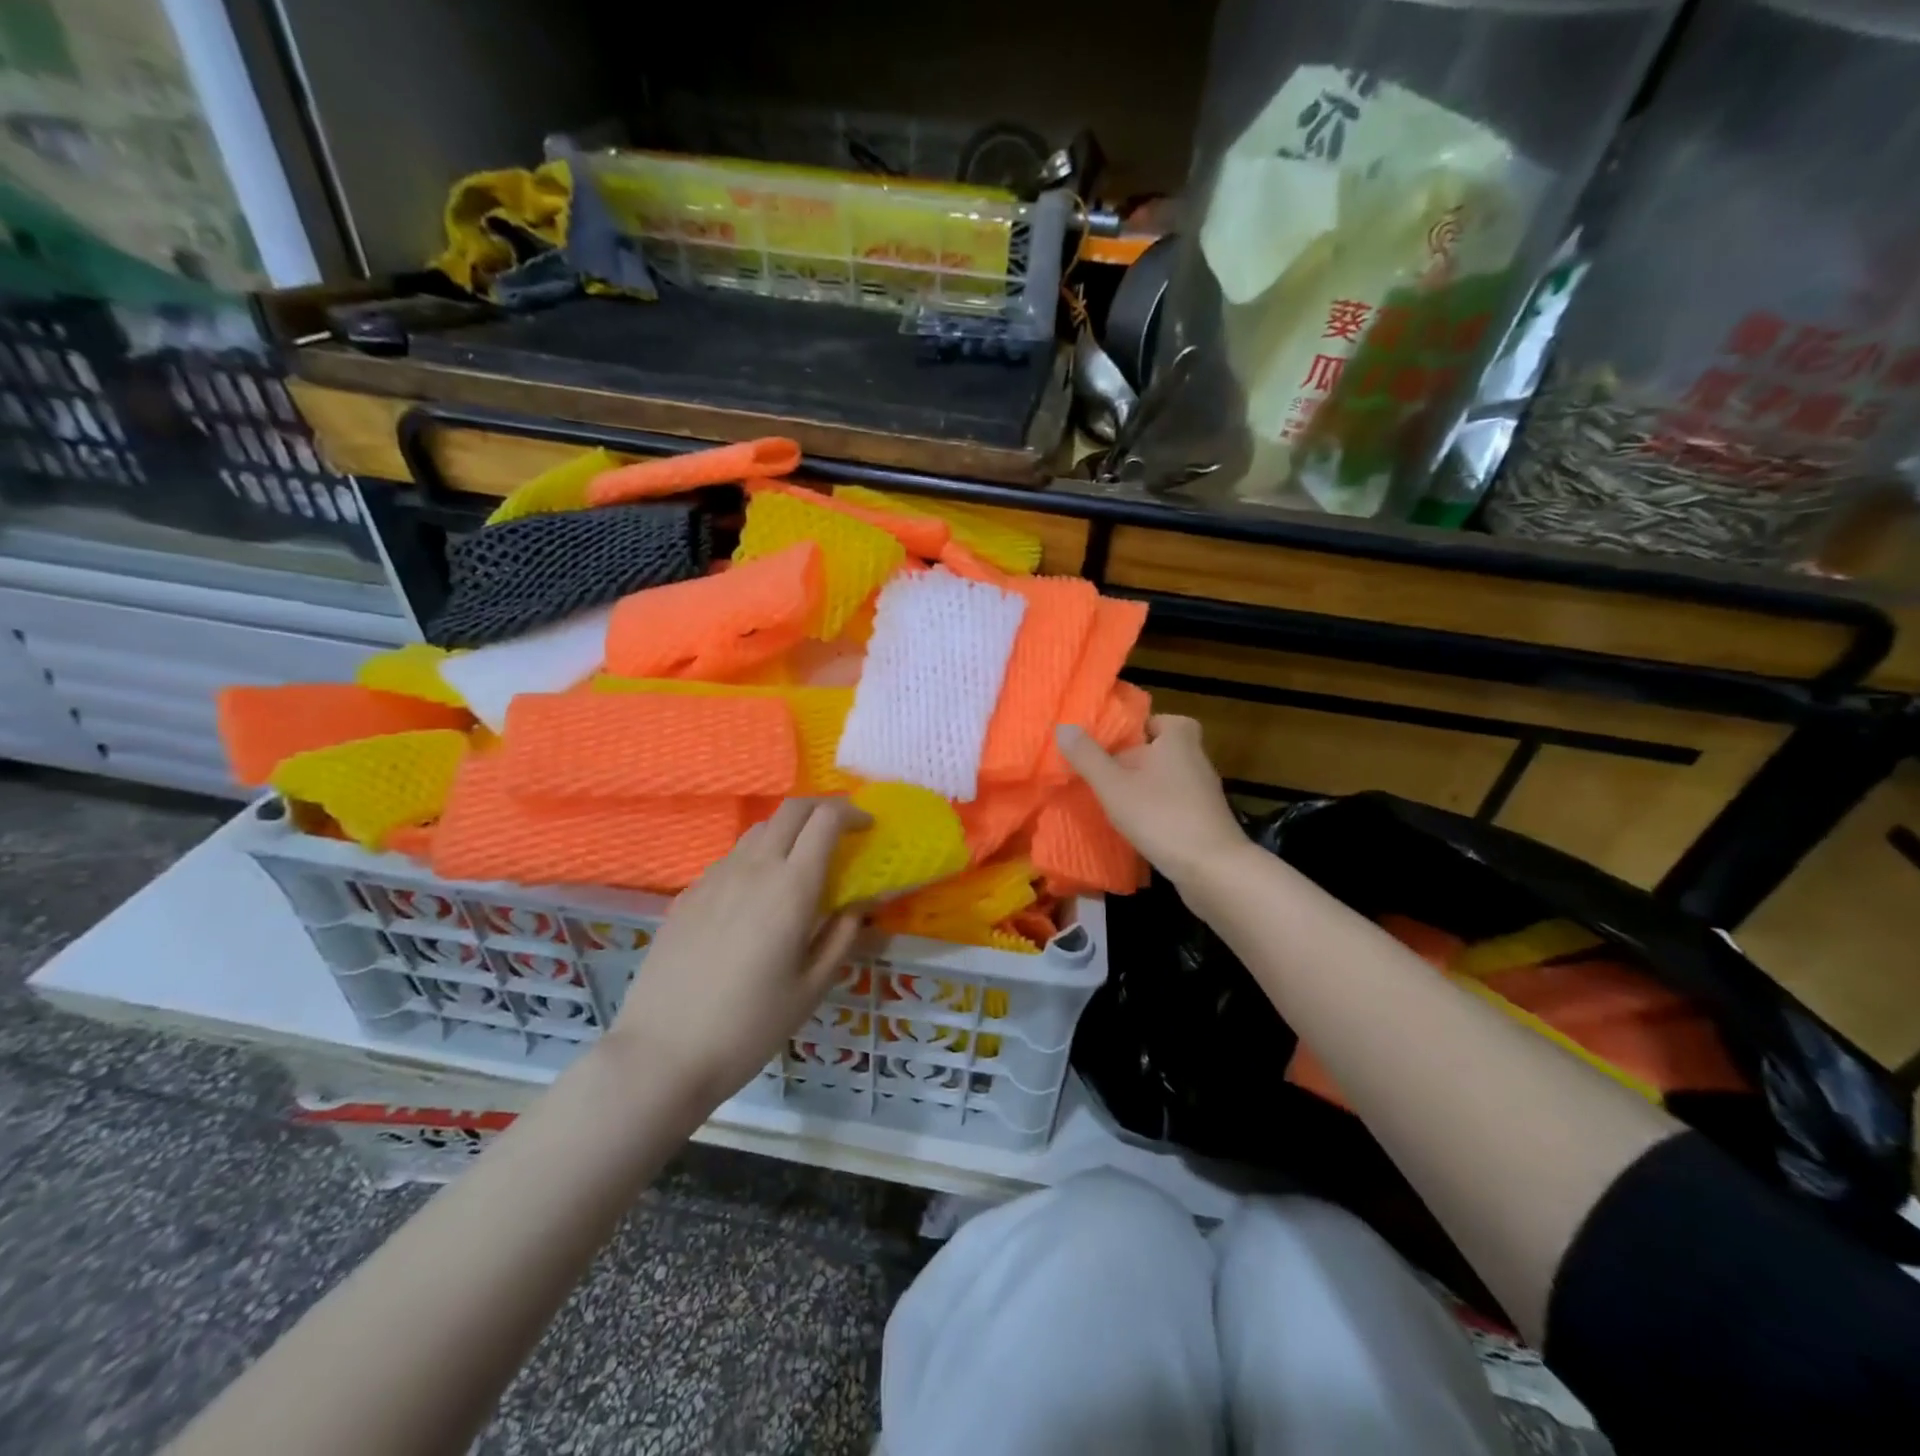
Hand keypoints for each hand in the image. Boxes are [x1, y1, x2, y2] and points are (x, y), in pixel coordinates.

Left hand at [607, 798, 869, 1106]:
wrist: (662, 1053)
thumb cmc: (749, 1026)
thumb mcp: (811, 988)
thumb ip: (842, 937)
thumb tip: (862, 903)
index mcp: (791, 886)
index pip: (825, 819)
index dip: (852, 813)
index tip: (868, 827)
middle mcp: (753, 867)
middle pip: (791, 809)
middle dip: (822, 808)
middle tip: (841, 830)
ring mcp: (715, 877)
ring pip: (759, 830)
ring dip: (789, 831)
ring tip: (801, 863)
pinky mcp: (688, 893)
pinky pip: (732, 858)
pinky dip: (757, 857)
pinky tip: (757, 897)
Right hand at [1056, 716, 1248, 891]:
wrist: (1213, 869)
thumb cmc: (1161, 816)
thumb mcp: (1114, 785)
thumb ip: (1087, 756)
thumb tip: (1063, 726)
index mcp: (1177, 738)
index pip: (1153, 720)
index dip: (1130, 730)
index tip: (1106, 745)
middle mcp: (1195, 757)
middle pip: (1157, 749)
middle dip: (1131, 760)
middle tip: (1101, 773)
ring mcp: (1203, 790)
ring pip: (1165, 777)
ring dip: (1141, 787)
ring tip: (1111, 800)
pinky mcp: (1204, 818)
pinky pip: (1173, 802)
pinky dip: (1155, 809)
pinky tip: (1135, 825)